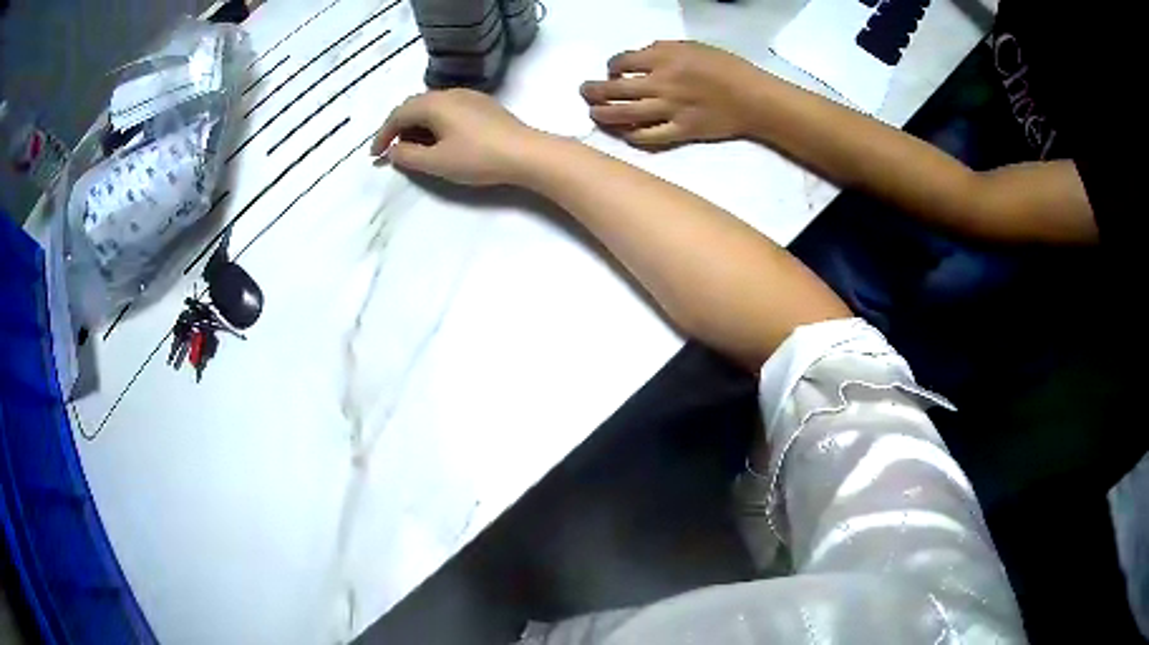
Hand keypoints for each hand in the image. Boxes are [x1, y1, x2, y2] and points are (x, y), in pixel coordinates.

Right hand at [371, 89, 542, 185]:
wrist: (526, 153)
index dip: (383, 135)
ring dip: (417, 126)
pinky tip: (440, 140)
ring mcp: (469, 96)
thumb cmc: (478, 157)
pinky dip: (435, 124)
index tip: (375, 155)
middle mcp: (449, 93)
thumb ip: (408, 156)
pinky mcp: (483, 105)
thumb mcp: (437, 162)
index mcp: (434, 103)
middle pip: (414, 106)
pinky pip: (448, 109)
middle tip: (393, 151)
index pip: (398, 114)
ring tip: (414, 149)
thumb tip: (393, 150)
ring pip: (432, 107)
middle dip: (399, 129)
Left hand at [580, 41, 761, 145]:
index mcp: (664, 57)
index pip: (622, 61)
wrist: (754, 98)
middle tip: (585, 91)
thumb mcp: (693, 46)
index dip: (611, 65)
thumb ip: (662, 50)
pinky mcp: (680, 131)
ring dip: (603, 114)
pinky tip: (624, 132)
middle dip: (593, 90)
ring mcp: (669, 109)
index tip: (611, 70)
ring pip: (624, 114)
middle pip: (614, 88)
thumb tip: (638, 58)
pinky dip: (631, 135)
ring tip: (593, 113)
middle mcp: (661, 82)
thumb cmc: (727, 68)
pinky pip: (647, 137)